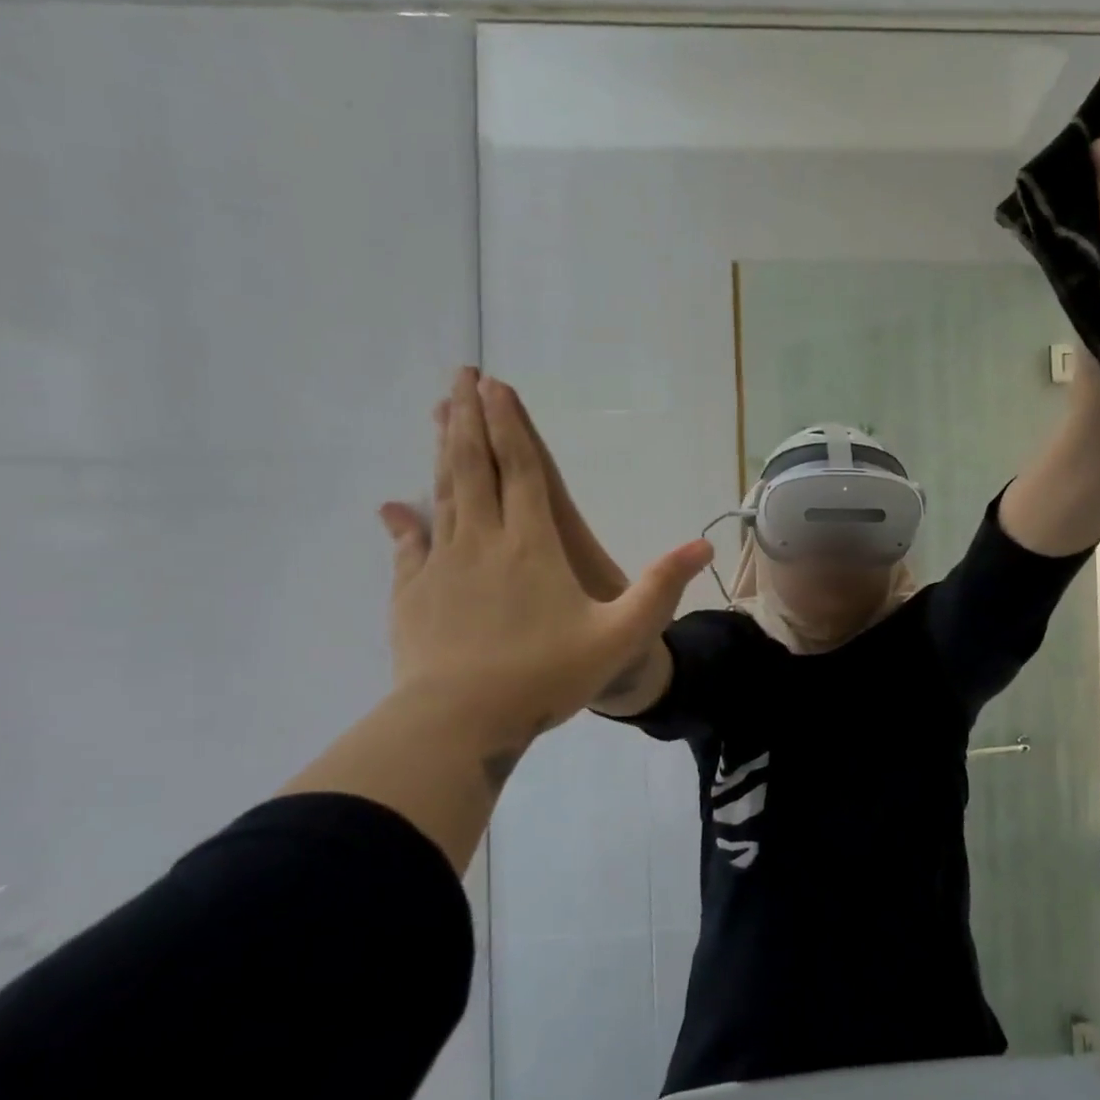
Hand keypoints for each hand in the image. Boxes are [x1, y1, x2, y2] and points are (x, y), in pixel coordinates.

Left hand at [380, 369, 711, 748]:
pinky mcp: (412, 594)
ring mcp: (442, 565)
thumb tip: (705, 545)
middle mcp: (484, 540)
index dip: (510, 426)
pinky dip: (403, 523)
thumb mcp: (622, 635)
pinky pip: (408, 547)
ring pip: (444, 494)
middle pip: (475, 466)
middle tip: (460, 376)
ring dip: (442, 451)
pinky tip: (393, 507)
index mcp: (533, 544)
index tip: (495, 386)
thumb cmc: (545, 675)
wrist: (460, 724)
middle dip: (469, 418)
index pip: (523, 471)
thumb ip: (662, 588)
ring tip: (439, 415)